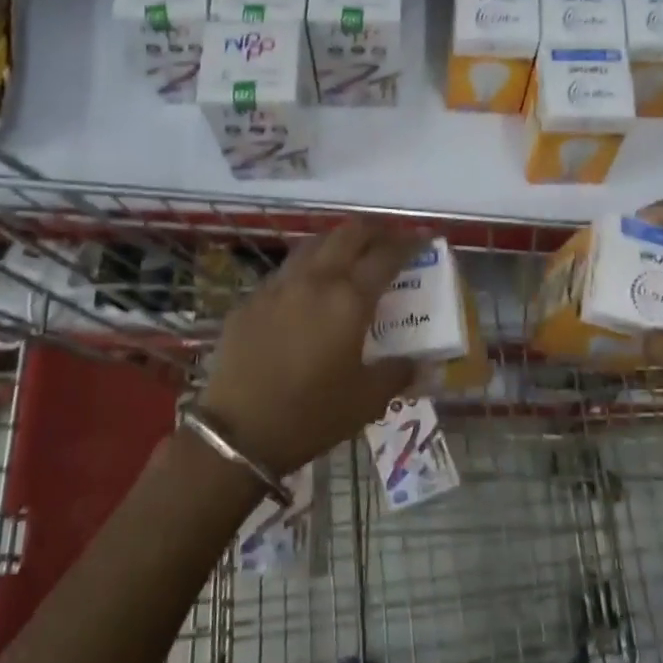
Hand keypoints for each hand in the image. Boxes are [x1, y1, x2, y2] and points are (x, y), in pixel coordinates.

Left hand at [200, 219, 424, 476]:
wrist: (238, 432)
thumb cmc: (311, 415)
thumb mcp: (367, 401)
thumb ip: (397, 373)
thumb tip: (417, 363)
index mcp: (349, 300)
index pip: (386, 256)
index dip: (410, 243)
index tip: (424, 239)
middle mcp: (315, 280)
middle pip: (348, 235)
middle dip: (374, 231)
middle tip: (389, 239)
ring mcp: (277, 286)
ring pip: (312, 244)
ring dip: (337, 242)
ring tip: (350, 254)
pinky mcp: (250, 300)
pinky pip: (285, 271)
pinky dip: (307, 268)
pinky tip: (308, 289)